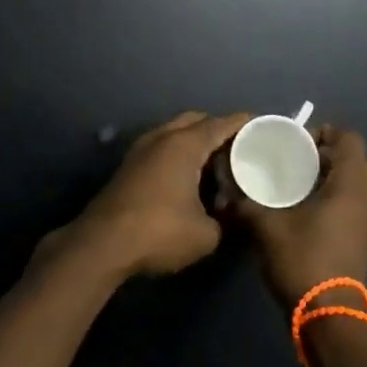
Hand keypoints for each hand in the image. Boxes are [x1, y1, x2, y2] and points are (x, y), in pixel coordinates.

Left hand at [58, 110, 250, 278]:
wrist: (103, 245)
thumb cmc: (159, 232)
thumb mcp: (206, 234)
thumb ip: (225, 219)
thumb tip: (229, 214)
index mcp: (185, 144)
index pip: (222, 124)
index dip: (245, 124)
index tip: (264, 127)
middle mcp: (162, 137)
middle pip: (197, 121)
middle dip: (219, 130)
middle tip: (240, 150)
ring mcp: (141, 149)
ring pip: (176, 133)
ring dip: (196, 143)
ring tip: (217, 166)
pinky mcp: (129, 166)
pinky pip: (162, 147)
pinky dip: (179, 154)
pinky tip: (189, 179)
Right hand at [230, 125, 366, 310]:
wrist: (328, 316)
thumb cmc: (302, 260)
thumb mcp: (265, 226)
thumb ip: (245, 202)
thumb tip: (227, 190)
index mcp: (349, 185)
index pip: (350, 139)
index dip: (324, 132)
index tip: (296, 142)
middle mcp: (365, 198)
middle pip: (355, 159)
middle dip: (327, 154)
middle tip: (296, 160)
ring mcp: (366, 220)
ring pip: (355, 183)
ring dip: (330, 177)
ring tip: (296, 182)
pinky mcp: (361, 238)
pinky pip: (352, 203)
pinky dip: (333, 197)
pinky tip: (303, 208)